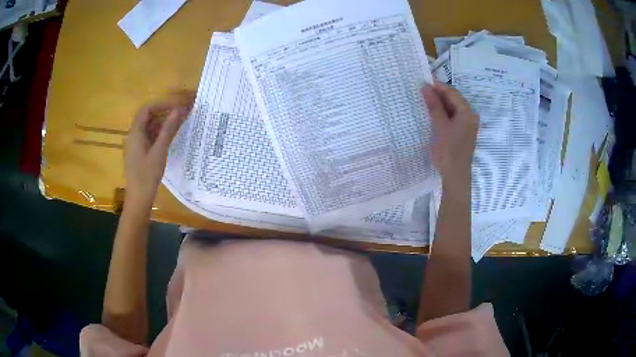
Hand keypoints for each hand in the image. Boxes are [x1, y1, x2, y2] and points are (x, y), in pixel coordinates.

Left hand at [124, 92, 193, 205]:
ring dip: (162, 123)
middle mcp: (133, 136)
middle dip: (164, 113)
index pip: (146, 109)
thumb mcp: (159, 151)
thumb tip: (179, 110)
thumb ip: (168, 129)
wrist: (138, 199)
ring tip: (178, 124)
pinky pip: (148, 137)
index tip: (176, 105)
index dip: (161, 104)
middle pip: (147, 117)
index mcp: (135, 133)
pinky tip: (169, 137)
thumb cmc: (147, 175)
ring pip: (148, 128)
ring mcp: (135, 145)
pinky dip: (158, 134)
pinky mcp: (138, 153)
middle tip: (180, 114)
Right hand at [422, 82, 478, 187]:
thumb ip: (434, 106)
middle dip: (439, 95)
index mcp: (468, 113)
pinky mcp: (463, 132)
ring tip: (424, 101)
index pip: (452, 93)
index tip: (422, 82)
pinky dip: (443, 114)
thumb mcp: (440, 127)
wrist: (455, 177)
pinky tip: (432, 114)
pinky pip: (453, 117)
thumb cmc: (448, 152)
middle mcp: (471, 116)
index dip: (438, 86)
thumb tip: (425, 87)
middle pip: (454, 100)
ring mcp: (468, 125)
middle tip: (421, 91)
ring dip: (440, 104)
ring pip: (453, 108)